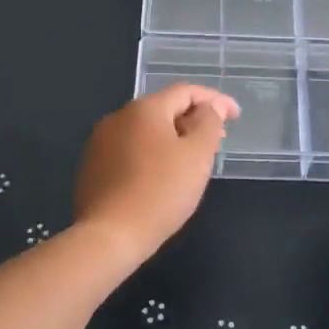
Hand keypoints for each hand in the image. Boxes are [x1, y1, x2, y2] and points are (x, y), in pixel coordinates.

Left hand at [74, 84, 239, 258]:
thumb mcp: (197, 156)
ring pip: (146, 130)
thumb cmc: (160, 192)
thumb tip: (209, 108)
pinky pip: (130, 149)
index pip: (186, 92)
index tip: (236, 116)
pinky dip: (152, 154)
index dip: (215, 100)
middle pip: (164, 108)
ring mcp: (100, 142)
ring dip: (172, 137)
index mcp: (144, 109)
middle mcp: (118, 117)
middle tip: (217, 139)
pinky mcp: (92, 166)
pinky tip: (162, 176)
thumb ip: (208, 123)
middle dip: (193, 119)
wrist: (108, 237)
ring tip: (192, 159)